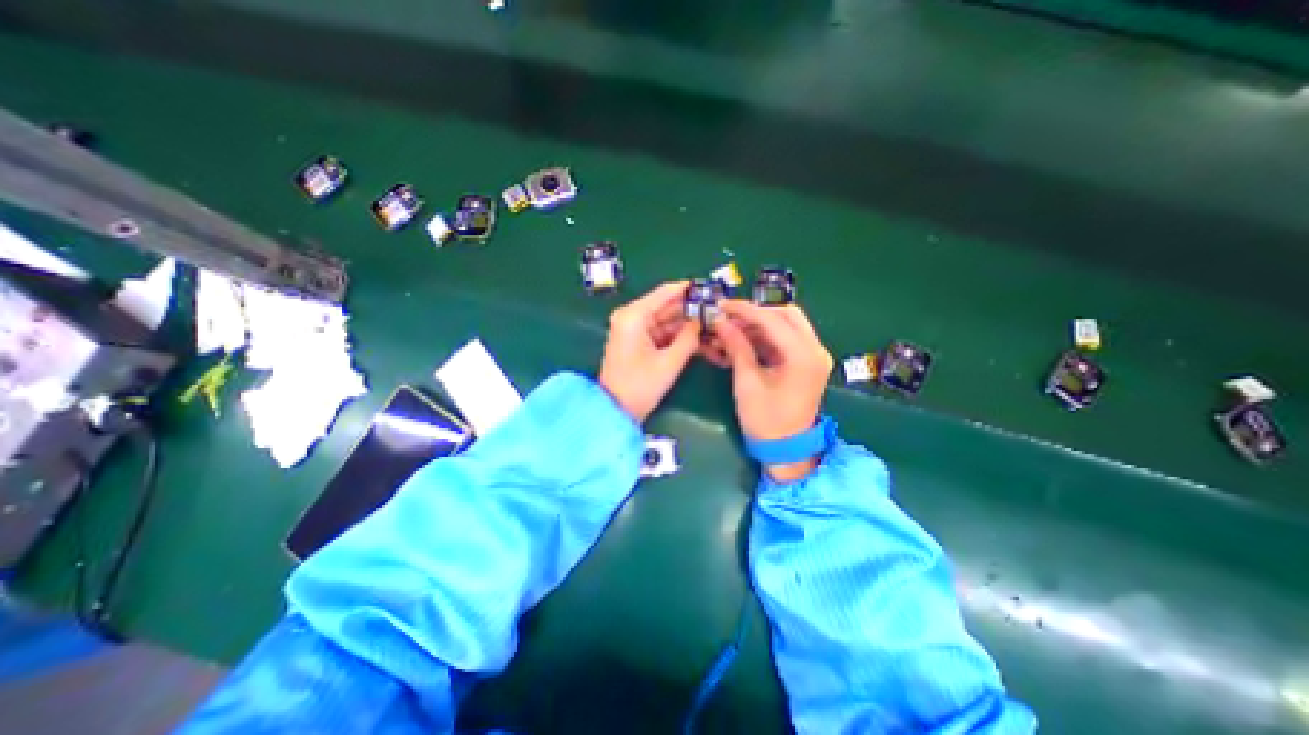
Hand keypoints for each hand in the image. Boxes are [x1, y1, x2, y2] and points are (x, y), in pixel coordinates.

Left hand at [601, 282, 706, 422]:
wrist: (615, 412)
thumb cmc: (639, 386)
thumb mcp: (669, 362)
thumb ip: (689, 338)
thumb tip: (704, 320)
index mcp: (634, 316)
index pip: (666, 293)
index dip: (690, 290)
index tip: (713, 290)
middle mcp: (632, 318)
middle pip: (668, 307)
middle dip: (693, 312)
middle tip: (719, 313)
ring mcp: (635, 331)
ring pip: (668, 322)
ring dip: (689, 327)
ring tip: (716, 329)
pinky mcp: (639, 343)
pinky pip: (663, 334)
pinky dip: (680, 338)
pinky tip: (702, 342)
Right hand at [711, 300, 831, 482]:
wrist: (787, 450)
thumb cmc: (765, 421)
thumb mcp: (747, 383)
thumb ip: (737, 347)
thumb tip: (720, 321)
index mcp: (803, 357)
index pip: (772, 320)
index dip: (744, 310)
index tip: (721, 306)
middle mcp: (816, 350)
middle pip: (787, 315)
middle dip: (756, 312)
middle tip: (729, 317)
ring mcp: (815, 356)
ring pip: (788, 324)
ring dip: (761, 323)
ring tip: (733, 328)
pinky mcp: (808, 363)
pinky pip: (788, 339)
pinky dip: (767, 335)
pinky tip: (746, 339)